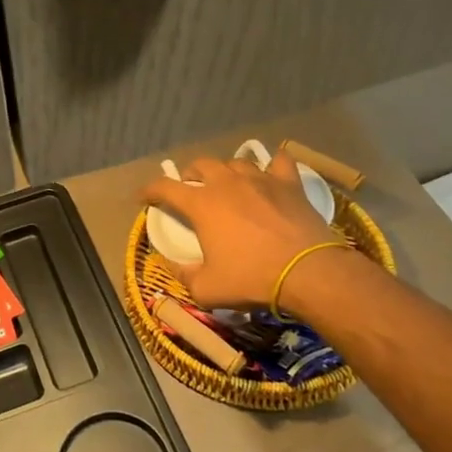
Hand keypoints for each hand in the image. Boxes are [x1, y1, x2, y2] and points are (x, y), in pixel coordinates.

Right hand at [141, 150, 345, 309]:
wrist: (308, 273)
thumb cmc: (251, 279)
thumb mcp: (207, 289)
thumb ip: (184, 275)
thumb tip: (174, 265)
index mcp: (201, 204)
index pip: (165, 187)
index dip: (150, 190)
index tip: (143, 196)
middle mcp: (227, 183)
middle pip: (201, 165)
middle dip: (190, 175)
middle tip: (190, 189)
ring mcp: (260, 179)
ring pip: (236, 162)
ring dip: (226, 171)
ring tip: (228, 184)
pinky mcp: (289, 184)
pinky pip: (279, 162)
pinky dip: (272, 165)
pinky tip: (271, 172)